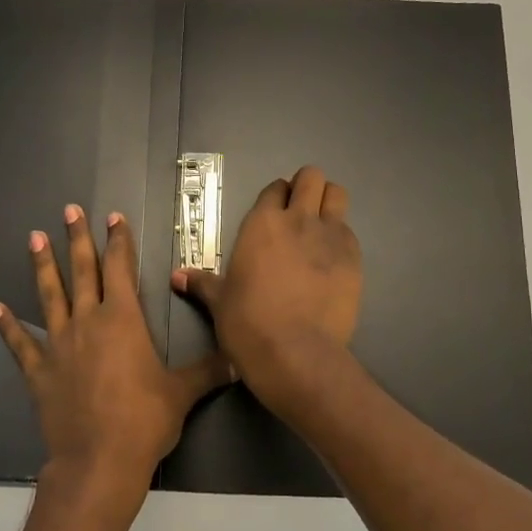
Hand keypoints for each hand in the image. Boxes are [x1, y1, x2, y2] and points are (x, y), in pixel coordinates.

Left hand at [0, 204, 231, 520]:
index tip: (113, 217)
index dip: (118, 241)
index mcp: (123, 320)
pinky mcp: (39, 371)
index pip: (121, 268)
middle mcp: (88, 322)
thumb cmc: (144, 420)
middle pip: (82, 271)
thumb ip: (209, 372)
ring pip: (50, 296)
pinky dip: (8, 326)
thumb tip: (239, 361)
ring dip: (42, 266)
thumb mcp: (182, 393)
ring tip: (34, 238)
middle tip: (69, 210)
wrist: (99, 461)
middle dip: (77, 239)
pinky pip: (20, 343)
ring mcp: (59, 345)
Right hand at [172, 166, 361, 409]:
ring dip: (329, 203)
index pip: (274, 188)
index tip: (275, 213)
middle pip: (312, 177)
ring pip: (337, 195)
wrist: (294, 353)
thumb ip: (202, 283)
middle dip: (307, 187)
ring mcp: (330, 236)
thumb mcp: (220, 302)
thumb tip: (176, 276)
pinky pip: (350, 232)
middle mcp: (298, 220)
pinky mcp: (354, 258)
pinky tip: (332, 261)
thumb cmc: (248, 324)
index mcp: (261, 224)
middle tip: (301, 211)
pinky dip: (341, 238)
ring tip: (321, 227)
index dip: (276, 197)